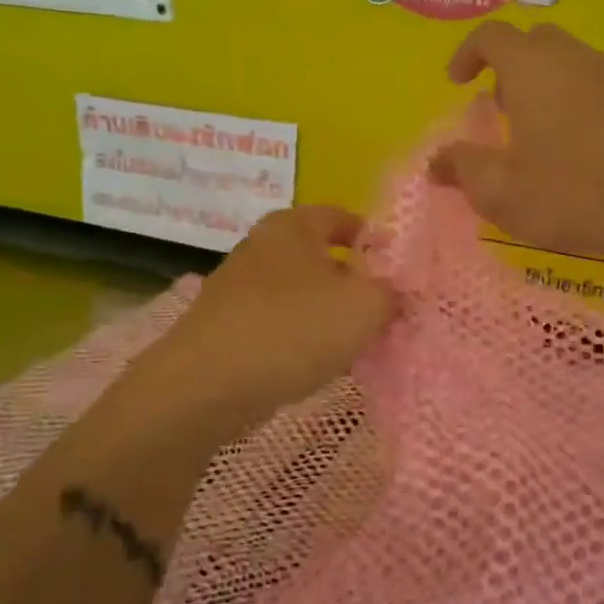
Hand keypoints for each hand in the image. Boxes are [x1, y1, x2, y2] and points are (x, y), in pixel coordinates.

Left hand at [133, 206, 396, 431]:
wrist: (205, 387)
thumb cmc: (292, 329)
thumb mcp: (364, 307)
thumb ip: (391, 293)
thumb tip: (396, 294)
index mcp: (291, 226)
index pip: (340, 216)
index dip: (373, 238)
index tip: (397, 268)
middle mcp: (260, 247)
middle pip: (320, 257)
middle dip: (354, 282)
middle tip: (383, 310)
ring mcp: (238, 289)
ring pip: (300, 294)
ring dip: (328, 315)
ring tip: (355, 344)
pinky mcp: (226, 328)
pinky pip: (278, 325)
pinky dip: (300, 339)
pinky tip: (315, 365)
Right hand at [429, 22, 603, 267]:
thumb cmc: (570, 194)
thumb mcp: (500, 191)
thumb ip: (461, 169)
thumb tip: (436, 162)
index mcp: (531, 68)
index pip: (490, 35)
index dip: (466, 53)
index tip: (456, 83)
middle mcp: (572, 59)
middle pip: (533, 41)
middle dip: (507, 67)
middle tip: (497, 107)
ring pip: (567, 62)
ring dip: (542, 85)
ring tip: (533, 132)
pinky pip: (594, 86)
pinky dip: (573, 102)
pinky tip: (575, 148)